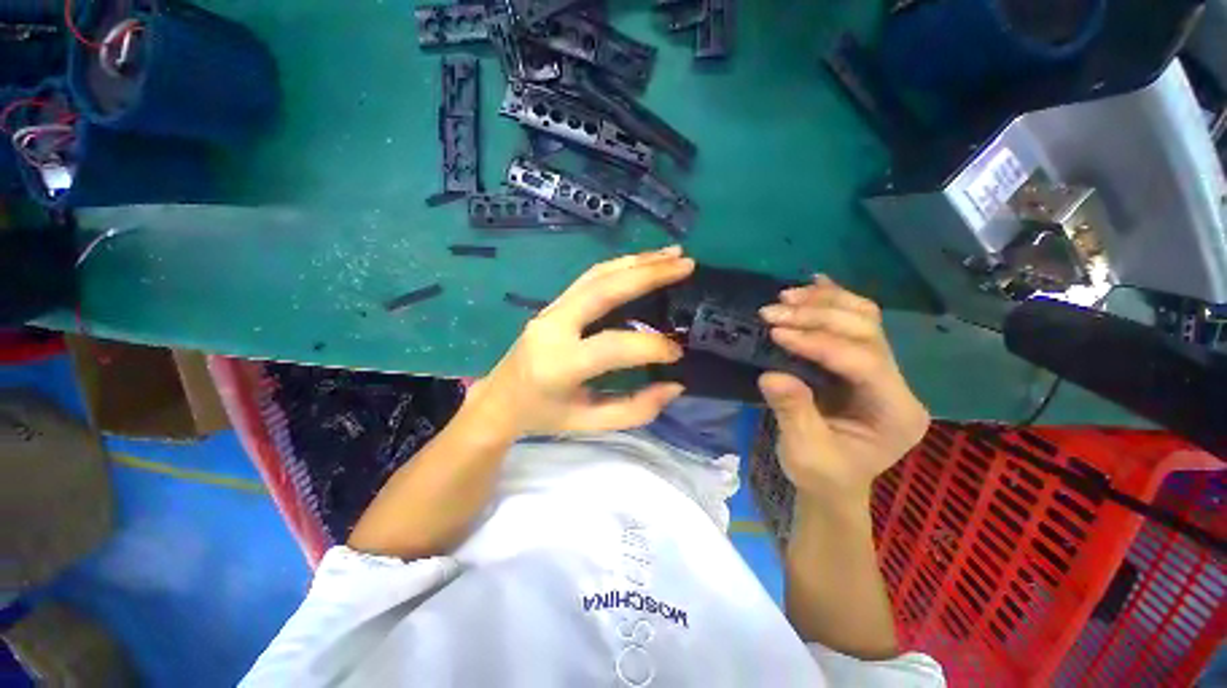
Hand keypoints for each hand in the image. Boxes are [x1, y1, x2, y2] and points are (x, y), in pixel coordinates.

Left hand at [468, 246, 694, 437]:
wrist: (499, 400)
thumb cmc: (544, 416)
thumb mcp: (588, 423)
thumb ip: (634, 410)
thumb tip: (676, 385)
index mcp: (559, 365)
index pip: (612, 346)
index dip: (651, 346)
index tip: (678, 353)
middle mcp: (552, 328)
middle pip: (602, 290)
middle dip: (647, 274)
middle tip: (687, 264)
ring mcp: (550, 310)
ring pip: (596, 275)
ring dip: (637, 261)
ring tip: (674, 254)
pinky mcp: (554, 303)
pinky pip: (590, 278)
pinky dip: (621, 266)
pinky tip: (646, 261)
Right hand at [757, 276, 929, 505]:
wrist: (835, 485)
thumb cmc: (824, 477)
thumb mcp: (805, 453)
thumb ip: (794, 412)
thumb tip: (772, 374)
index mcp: (898, 415)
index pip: (865, 363)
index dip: (822, 343)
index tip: (779, 332)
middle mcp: (902, 386)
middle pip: (868, 332)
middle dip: (819, 316)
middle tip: (773, 312)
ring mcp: (892, 370)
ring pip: (866, 318)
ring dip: (825, 303)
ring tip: (785, 299)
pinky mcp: (875, 360)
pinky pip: (860, 321)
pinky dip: (834, 302)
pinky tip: (810, 286)